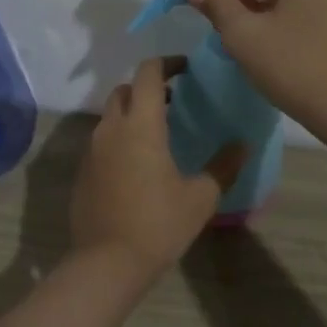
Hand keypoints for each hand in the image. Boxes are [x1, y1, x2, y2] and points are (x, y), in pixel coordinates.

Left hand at [69, 58, 246, 277]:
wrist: (106, 263)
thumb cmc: (158, 225)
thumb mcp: (200, 197)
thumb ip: (223, 166)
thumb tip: (243, 145)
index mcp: (141, 125)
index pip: (148, 73)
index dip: (167, 63)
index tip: (186, 69)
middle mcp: (112, 128)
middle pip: (125, 90)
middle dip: (148, 88)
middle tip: (174, 103)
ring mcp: (92, 149)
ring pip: (111, 115)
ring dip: (132, 113)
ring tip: (159, 134)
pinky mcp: (83, 170)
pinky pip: (102, 140)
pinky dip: (120, 138)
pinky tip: (137, 164)